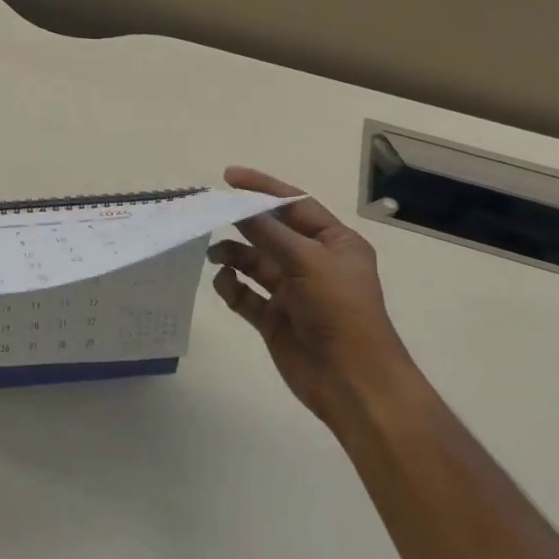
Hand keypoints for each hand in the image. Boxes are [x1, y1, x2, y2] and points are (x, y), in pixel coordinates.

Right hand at [207, 167, 418, 432]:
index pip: (295, 205)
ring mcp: (292, 292)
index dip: (263, 189)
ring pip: (254, 263)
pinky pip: (246, 295)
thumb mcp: (307, 261)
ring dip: (233, 254)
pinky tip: (224, 283)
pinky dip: (232, 287)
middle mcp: (313, 263)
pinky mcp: (274, 319)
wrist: (351, 380)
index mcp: (335, 243)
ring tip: (213, 254)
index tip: (228, 178)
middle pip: (271, 232)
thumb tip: (237, 207)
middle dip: (242, 222)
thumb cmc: (339, 312)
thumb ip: (268, 232)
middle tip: (208, 211)